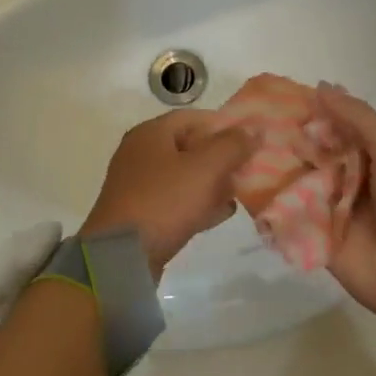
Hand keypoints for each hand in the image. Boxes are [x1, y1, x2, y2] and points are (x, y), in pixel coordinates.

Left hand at [80, 111, 252, 276]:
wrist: (121, 257)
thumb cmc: (165, 201)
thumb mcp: (205, 169)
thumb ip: (233, 145)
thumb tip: (254, 129)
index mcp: (151, 133)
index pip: (194, 118)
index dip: (224, 126)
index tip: (250, 142)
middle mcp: (141, 154)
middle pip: (190, 147)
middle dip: (221, 158)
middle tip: (247, 171)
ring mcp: (138, 185)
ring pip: (184, 176)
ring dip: (212, 183)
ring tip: (239, 193)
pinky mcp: (140, 214)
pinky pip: (175, 201)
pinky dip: (198, 204)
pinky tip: (220, 214)